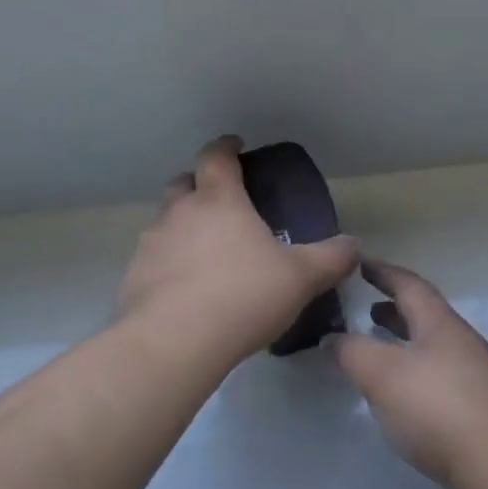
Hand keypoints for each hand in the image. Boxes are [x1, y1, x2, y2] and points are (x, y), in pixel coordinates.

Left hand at [118, 136, 358, 368]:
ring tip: (206, 251)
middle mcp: (179, 213)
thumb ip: (331, 258)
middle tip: (221, 201)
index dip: (226, 147)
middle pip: (183, 183)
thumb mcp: (301, 278)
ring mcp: (151, 244)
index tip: (236, 146)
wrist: (174, 342)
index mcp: (219, 200)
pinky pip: (153, 259)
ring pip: (165, 221)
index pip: (216, 156)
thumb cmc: (243, 295)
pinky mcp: (134, 277)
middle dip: (199, 184)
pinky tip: (186, 289)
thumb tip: (353, 245)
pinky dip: (169, 263)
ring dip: (182, 226)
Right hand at [331, 259, 487, 488]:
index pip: (409, 283)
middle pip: (424, 314)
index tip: (359, 263)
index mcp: (439, 322)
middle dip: (393, 309)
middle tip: (364, 310)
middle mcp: (461, 340)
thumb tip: (333, 337)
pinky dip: (414, 370)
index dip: (382, 271)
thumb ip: (352, 351)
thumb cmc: (438, 408)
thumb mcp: (382, 374)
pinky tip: (402, 394)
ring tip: (377, 350)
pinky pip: (438, 373)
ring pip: (431, 345)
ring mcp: (474, 374)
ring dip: (403, 341)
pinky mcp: (478, 407)